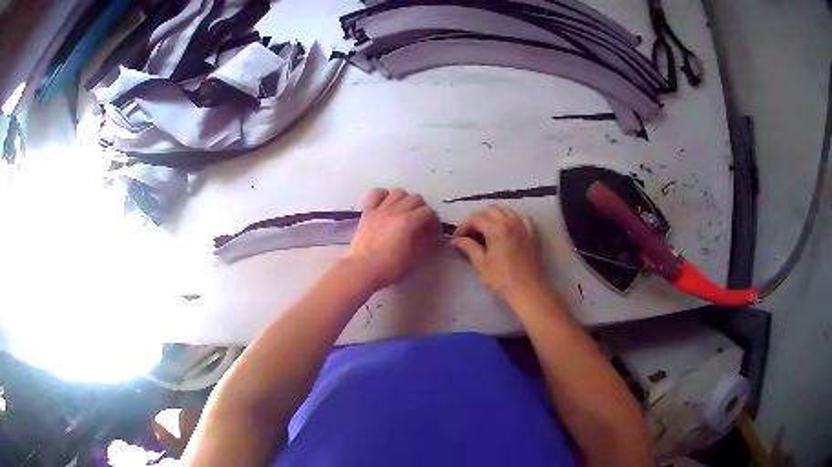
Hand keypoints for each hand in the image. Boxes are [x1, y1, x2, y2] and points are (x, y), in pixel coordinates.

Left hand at [345, 188, 440, 289]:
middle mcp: (396, 210)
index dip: (434, 222)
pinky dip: (384, 195)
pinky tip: (386, 205)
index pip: (429, 212)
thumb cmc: (390, 267)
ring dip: (405, 200)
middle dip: (422, 209)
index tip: (434, 233)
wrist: (362, 269)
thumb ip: (425, 243)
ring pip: (398, 192)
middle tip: (421, 223)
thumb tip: (432, 236)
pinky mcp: (368, 211)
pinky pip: (376, 193)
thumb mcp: (414, 258)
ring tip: (405, 212)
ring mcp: (380, 209)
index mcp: (409, 222)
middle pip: (416, 198)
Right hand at [452, 206, 546, 298]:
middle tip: (471, 232)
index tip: (458, 237)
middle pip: (491, 210)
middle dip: (478, 218)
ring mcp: (524, 226)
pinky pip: (521, 217)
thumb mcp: (481, 264)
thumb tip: (456, 240)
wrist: (528, 289)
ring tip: (487, 228)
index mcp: (496, 228)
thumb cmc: (502, 279)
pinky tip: (508, 226)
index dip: (464, 225)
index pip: (476, 218)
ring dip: (494, 215)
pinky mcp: (533, 233)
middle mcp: (511, 221)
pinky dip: (512, 217)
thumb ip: (469, 247)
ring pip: (506, 210)